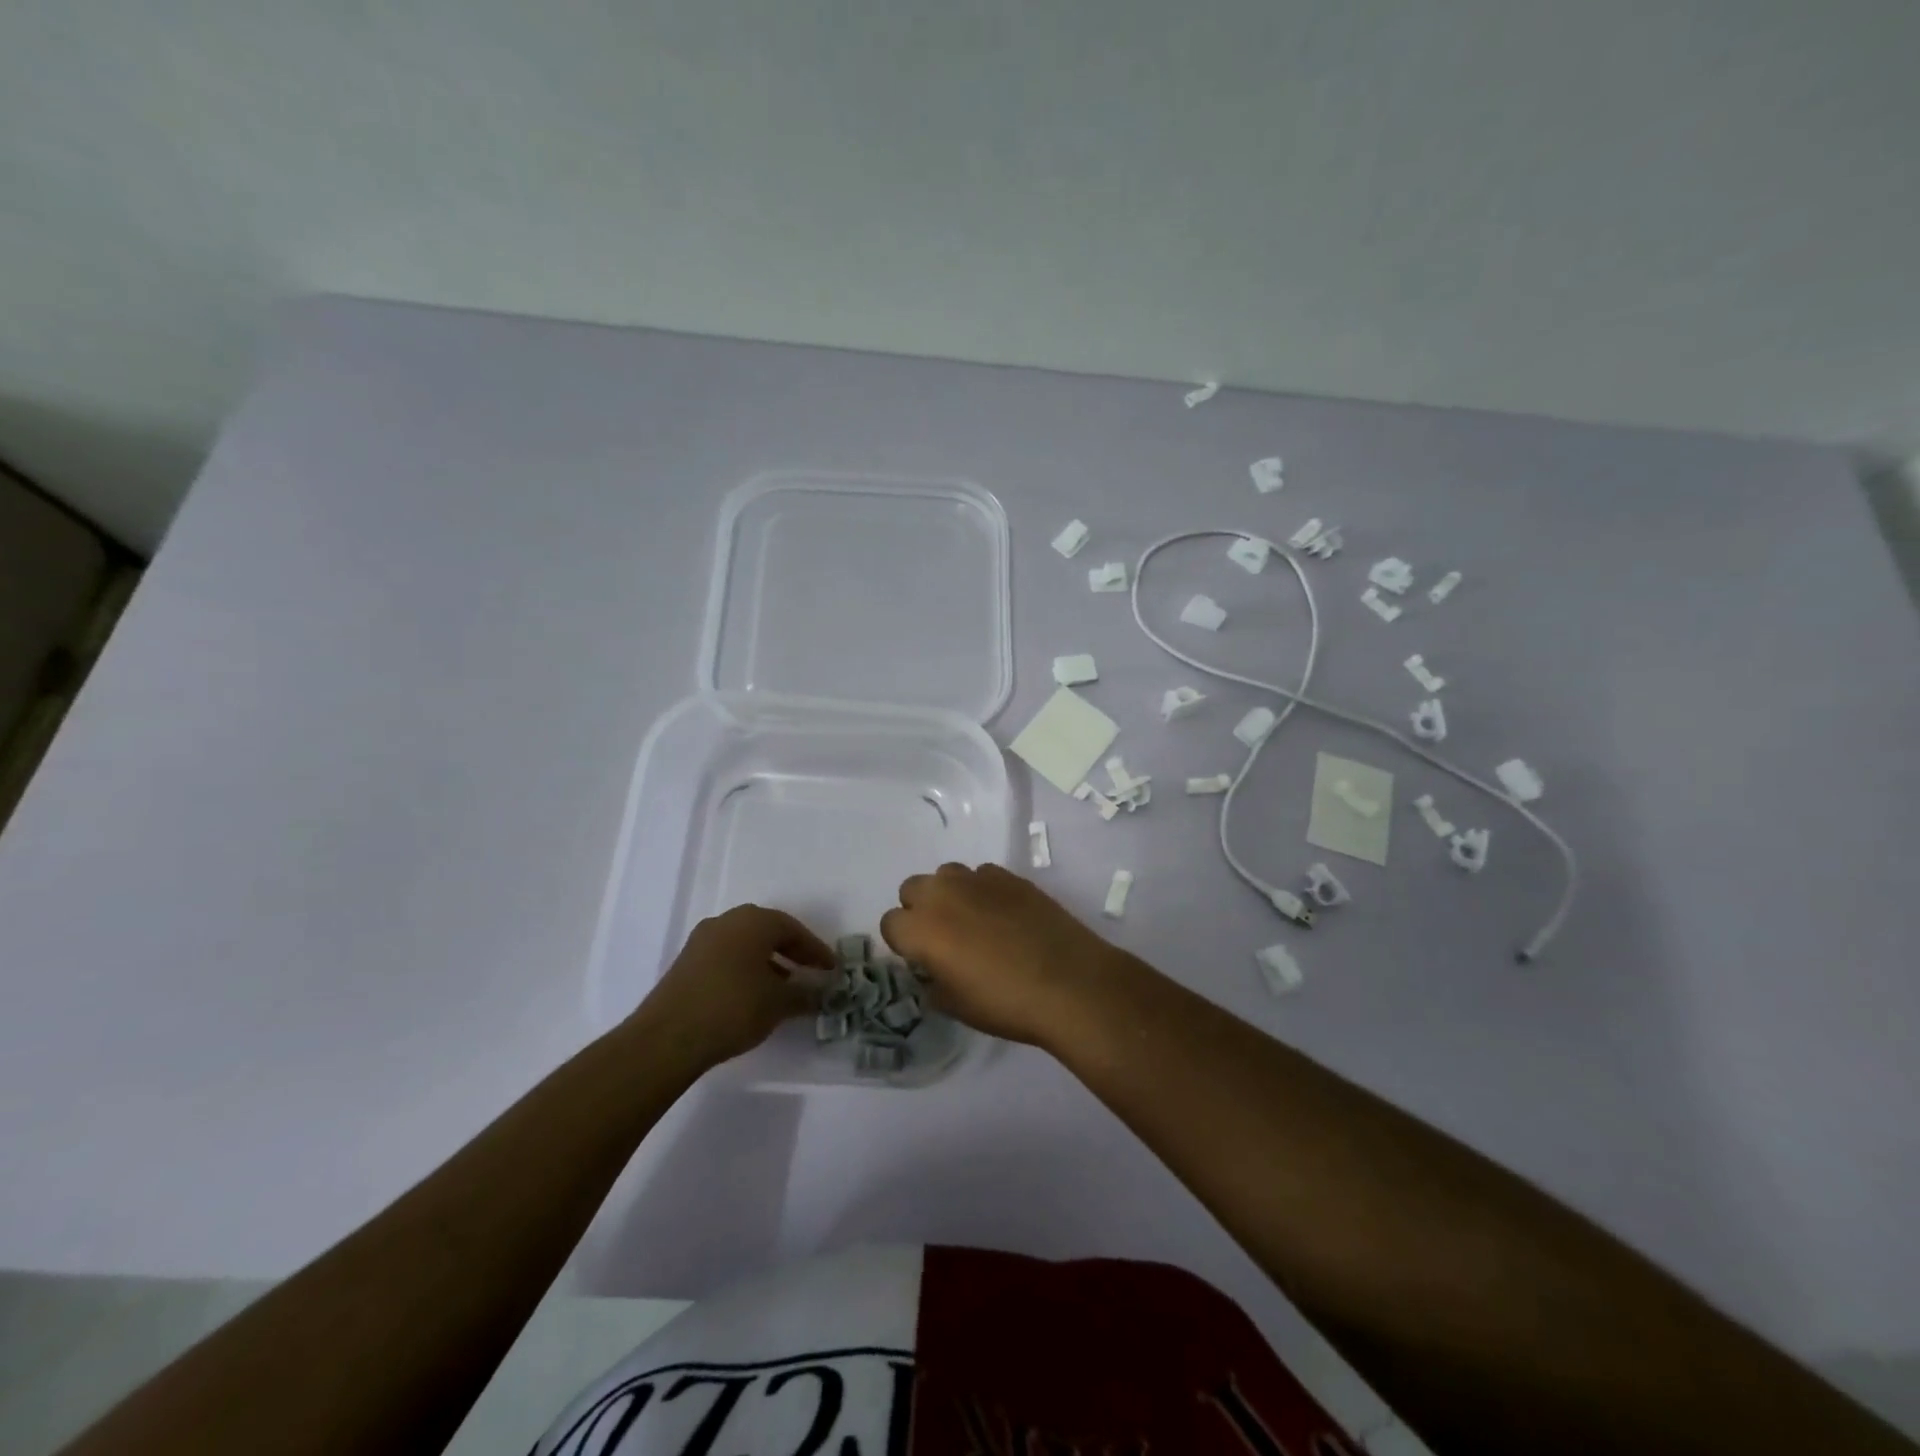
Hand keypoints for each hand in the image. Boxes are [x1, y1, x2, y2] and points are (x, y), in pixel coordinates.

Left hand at [636, 905, 833, 1069]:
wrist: (668, 1037)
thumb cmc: (733, 1008)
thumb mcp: (779, 1003)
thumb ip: (805, 994)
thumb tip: (821, 993)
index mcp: (753, 920)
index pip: (794, 929)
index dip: (815, 950)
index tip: (831, 970)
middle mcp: (727, 921)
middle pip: (768, 932)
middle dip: (791, 952)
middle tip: (810, 972)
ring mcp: (702, 940)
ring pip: (745, 945)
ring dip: (768, 962)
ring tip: (784, 988)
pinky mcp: (686, 962)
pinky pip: (727, 958)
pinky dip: (746, 970)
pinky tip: (753, 995)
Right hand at [880, 863, 1122, 1046]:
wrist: (1069, 982)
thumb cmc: (1005, 1002)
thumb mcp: (955, 1006)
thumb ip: (932, 982)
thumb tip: (933, 969)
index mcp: (921, 928)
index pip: (890, 923)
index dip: (903, 942)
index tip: (921, 959)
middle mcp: (943, 894)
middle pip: (913, 888)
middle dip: (920, 909)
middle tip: (943, 937)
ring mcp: (977, 879)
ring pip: (947, 875)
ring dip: (950, 895)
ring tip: (974, 922)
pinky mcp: (1009, 876)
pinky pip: (982, 875)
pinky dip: (983, 891)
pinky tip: (1004, 915)